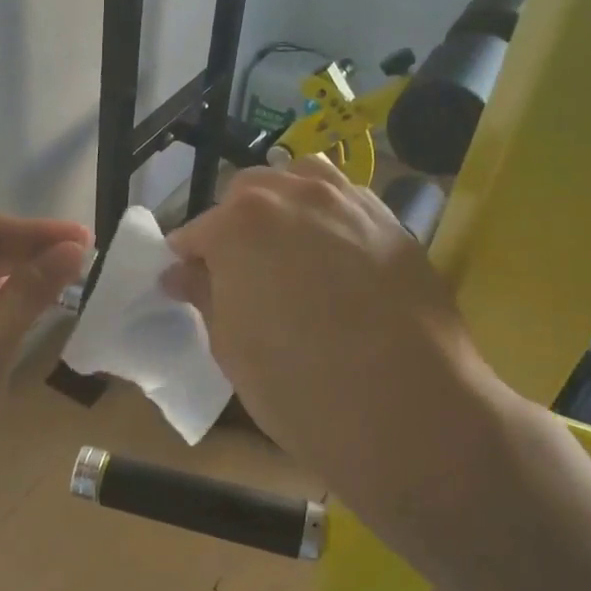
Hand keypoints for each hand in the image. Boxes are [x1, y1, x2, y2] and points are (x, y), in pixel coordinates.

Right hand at [165, 158, 514, 529]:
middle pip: (248, 192)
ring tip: (286, 252)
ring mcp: (349, 202)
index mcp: (239, 224)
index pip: (196, 232)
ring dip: (282, 207)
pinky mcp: (392, 222)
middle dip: (233, 225)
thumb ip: (204, 294)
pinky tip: (333, 259)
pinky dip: (327, 218)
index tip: (186, 285)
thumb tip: (183, 273)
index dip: (187, 260)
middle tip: (237, 273)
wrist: (408, 409)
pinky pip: (346, 201)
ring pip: (301, 181)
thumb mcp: (230, 346)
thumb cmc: (298, 385)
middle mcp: (293, 195)